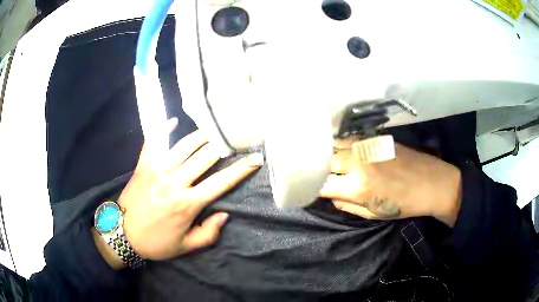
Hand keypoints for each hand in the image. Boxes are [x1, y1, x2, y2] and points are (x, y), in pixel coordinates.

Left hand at [117, 118, 262, 259]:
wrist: (122, 234)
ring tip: (214, 127)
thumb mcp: (185, 247)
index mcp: (187, 203)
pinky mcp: (144, 165)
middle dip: (224, 145)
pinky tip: (173, 120)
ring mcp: (158, 170)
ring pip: (184, 145)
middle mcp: (175, 181)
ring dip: (201, 134)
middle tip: (236, 136)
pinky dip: (163, 129)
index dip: (241, 170)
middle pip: (205, 157)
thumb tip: (224, 214)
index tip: (255, 159)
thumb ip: (208, 233)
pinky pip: (154, 142)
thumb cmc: (155, 242)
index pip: (221, 182)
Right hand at [320, 142, 461, 225]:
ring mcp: (366, 147)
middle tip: (326, 176)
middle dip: (322, 170)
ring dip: (330, 153)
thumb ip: (348, 206)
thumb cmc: (405, 205)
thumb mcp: (374, 214)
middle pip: (325, 161)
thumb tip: (332, 197)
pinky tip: (346, 150)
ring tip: (332, 161)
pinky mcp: (375, 139)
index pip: (322, 185)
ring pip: (336, 144)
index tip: (317, 190)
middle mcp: (358, 164)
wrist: (432, 183)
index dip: (316, 188)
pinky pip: (351, 138)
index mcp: (357, 188)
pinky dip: (344, 144)